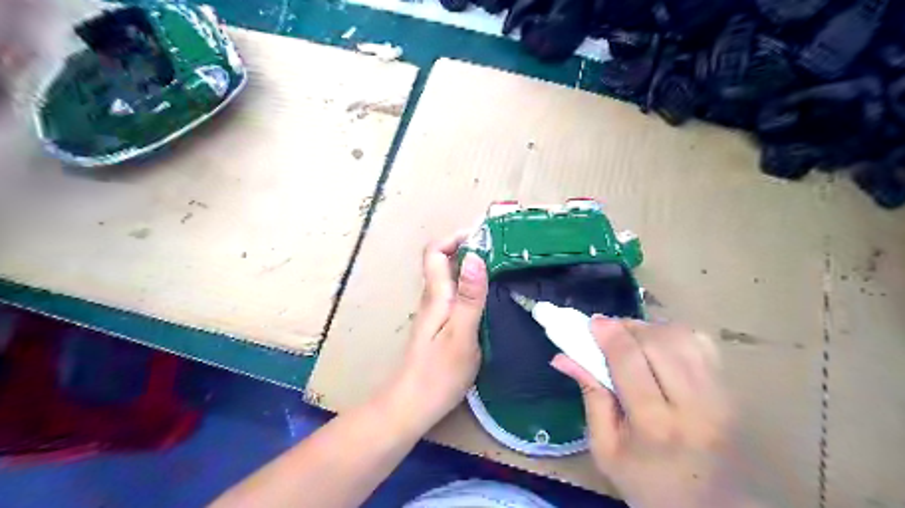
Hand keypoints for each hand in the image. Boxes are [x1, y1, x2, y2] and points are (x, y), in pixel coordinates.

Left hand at [381, 232, 487, 431]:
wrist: (411, 406)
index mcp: (436, 295)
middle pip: (444, 262)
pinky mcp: (441, 326)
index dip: (455, 238)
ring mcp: (436, 313)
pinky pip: (456, 295)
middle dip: (469, 249)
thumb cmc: (438, 373)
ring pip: (451, 279)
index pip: (435, 252)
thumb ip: (470, 297)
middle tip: (502, 251)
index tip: (484, 237)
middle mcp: (433, 298)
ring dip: (472, 267)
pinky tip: (490, 298)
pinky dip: (472, 287)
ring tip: (502, 268)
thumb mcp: (461, 334)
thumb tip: (475, 256)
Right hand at [552, 317, 758, 507]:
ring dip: (651, 329)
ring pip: (682, 337)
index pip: (630, 362)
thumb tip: (563, 356)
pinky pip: (702, 343)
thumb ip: (590, 397)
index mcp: (655, 426)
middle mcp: (693, 406)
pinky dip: (675, 335)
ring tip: (633, 339)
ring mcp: (719, 396)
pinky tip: (660, 347)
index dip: (610, 335)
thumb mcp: (605, 449)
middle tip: (609, 331)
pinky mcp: (731, 391)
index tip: (593, 322)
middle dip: (628, 327)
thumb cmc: (647, 482)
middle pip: (658, 343)